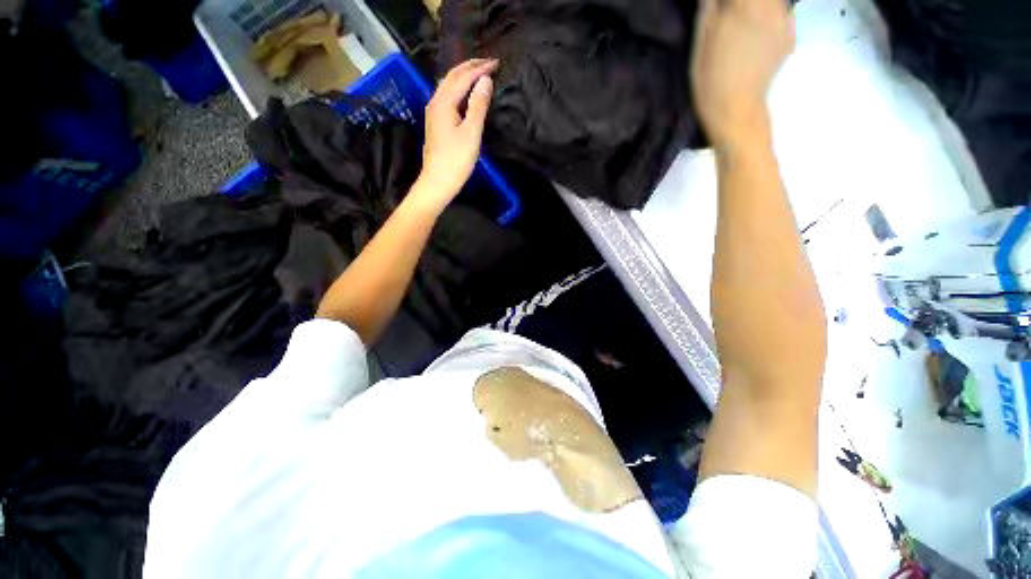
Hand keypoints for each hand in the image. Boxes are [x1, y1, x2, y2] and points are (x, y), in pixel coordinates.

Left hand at [413, 58, 497, 208]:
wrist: (437, 183)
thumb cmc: (455, 161)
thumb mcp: (471, 133)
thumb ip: (478, 106)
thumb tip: (485, 80)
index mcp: (444, 102)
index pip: (463, 77)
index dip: (480, 68)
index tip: (497, 63)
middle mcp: (435, 102)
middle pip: (452, 77)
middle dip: (470, 67)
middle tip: (489, 63)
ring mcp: (433, 113)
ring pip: (448, 86)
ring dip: (463, 76)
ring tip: (479, 73)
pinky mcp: (436, 123)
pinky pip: (447, 97)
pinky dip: (458, 89)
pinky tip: (465, 94)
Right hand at [691, 0, 793, 150]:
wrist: (735, 110)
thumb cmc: (710, 81)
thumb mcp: (700, 45)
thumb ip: (708, 11)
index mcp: (742, 6)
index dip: (727, 1)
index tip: (720, 8)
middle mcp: (768, 6)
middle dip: (743, 3)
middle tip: (733, 14)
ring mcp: (784, 20)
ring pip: (773, 1)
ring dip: (758, 6)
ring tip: (745, 20)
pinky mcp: (790, 35)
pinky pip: (783, 13)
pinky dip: (771, 14)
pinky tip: (759, 30)